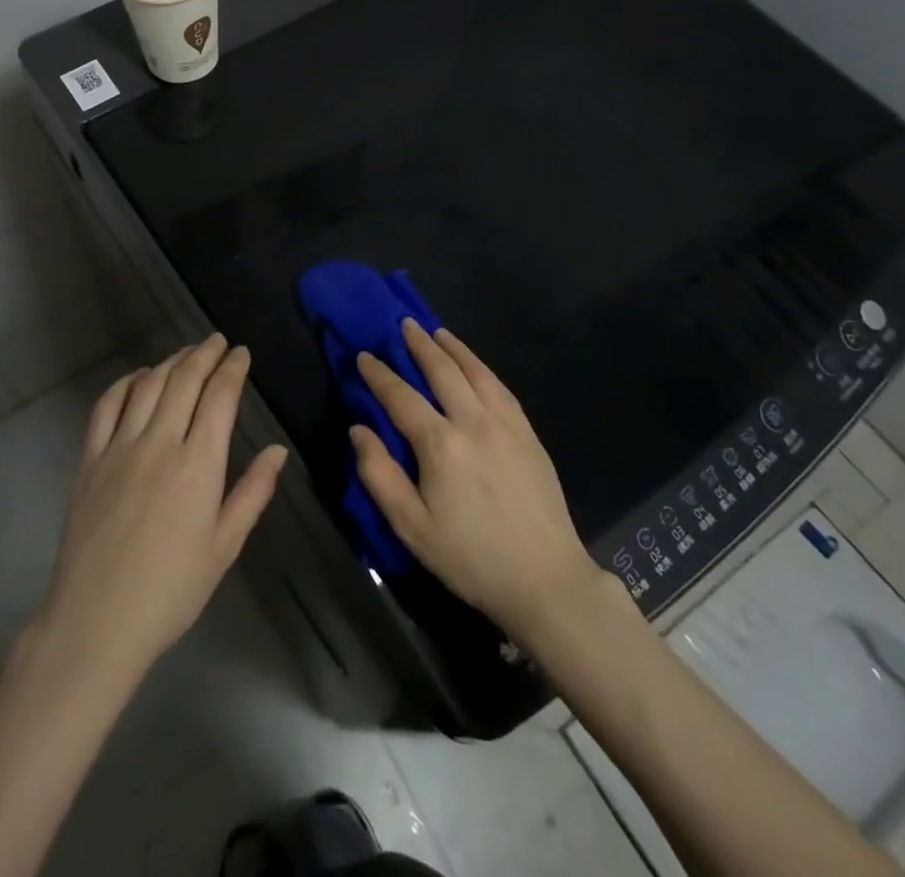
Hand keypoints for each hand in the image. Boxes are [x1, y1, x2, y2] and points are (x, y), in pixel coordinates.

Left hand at [33, 336, 287, 684]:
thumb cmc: (170, 591)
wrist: (96, 623)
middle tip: (218, 341)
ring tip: (187, 352)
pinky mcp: (90, 460)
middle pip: (184, 380)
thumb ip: (252, 493)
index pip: (220, 396)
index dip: (233, 368)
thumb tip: (277, 450)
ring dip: (171, 361)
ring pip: (148, 385)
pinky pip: (107, 406)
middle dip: (205, 353)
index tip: (241, 352)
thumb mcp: (224, 548)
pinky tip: (139, 377)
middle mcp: (160, 443)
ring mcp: (120, 448)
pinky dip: (125, 383)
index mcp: (198, 465)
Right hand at [352, 321, 602, 637]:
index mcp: (440, 444)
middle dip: (419, 345)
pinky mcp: (528, 433)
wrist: (545, 579)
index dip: (379, 374)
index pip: (401, 397)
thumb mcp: (412, 528)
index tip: (364, 356)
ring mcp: (505, 423)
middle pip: (442, 371)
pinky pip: (500, 387)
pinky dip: (482, 367)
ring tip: (436, 332)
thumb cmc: (471, 558)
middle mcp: (473, 421)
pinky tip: (475, 365)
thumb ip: (379, 475)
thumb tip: (359, 429)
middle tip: (404, 324)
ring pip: (475, 371)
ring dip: (453, 348)